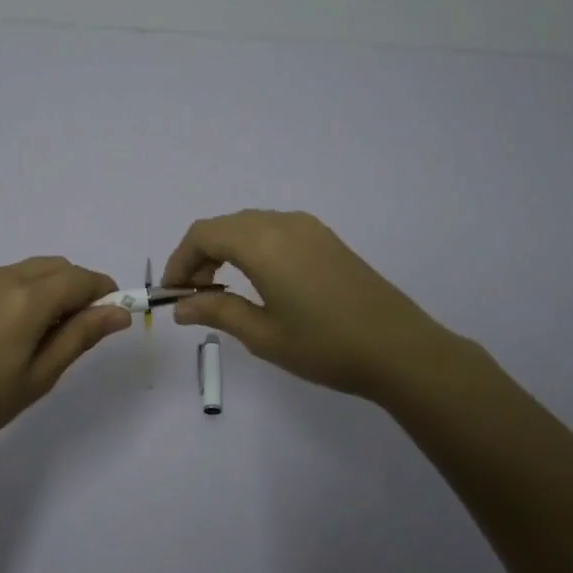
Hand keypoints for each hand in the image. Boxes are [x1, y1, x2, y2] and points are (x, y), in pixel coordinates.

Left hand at [0, 257, 131, 463]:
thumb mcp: (39, 376)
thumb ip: (80, 337)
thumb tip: (119, 312)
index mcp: (27, 299)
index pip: (81, 279)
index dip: (105, 292)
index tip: (114, 317)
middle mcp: (5, 277)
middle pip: (59, 268)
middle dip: (81, 289)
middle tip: (81, 333)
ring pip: (35, 270)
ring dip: (55, 289)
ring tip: (48, 336)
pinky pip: (11, 278)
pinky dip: (30, 291)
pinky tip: (19, 330)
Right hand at [164, 210, 465, 402]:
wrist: (400, 349)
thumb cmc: (325, 346)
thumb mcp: (263, 335)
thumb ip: (217, 313)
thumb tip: (181, 307)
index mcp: (262, 243)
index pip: (203, 235)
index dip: (180, 260)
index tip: (173, 293)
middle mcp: (283, 223)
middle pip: (224, 226)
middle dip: (200, 256)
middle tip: (193, 296)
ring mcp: (308, 228)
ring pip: (249, 225)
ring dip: (226, 250)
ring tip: (221, 292)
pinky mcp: (326, 239)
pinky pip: (274, 230)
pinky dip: (252, 248)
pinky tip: (257, 281)